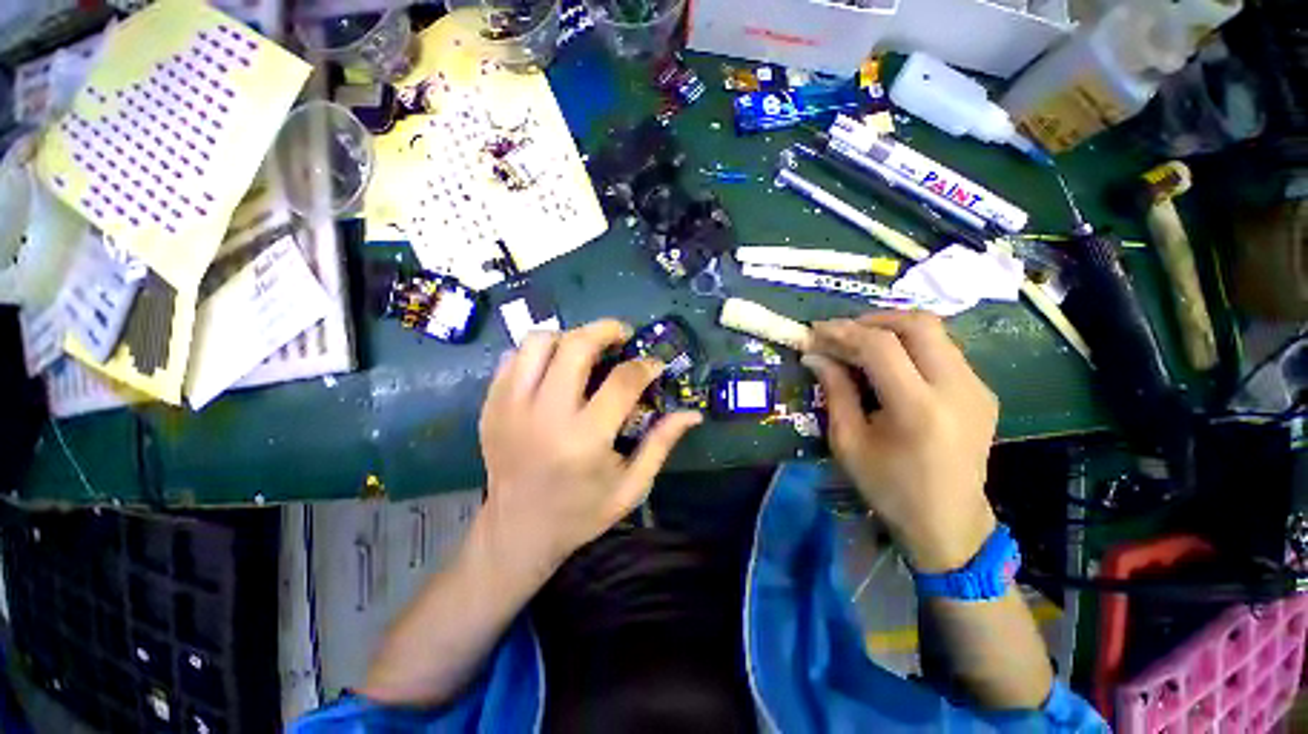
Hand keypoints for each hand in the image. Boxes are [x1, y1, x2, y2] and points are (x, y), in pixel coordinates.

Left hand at [476, 320, 701, 575]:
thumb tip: (692, 413)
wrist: (517, 532)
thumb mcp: (631, 486)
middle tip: (621, 336)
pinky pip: (513, 358)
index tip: (654, 365)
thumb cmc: (581, 513)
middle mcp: (545, 415)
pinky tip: (554, 368)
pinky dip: (538, 353)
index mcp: (585, 439)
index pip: (622, 381)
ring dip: (569, 337)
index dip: (645, 366)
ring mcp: (510, 407)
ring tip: (585, 350)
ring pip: (538, 342)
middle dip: (605, 330)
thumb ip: (661, 444)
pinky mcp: (491, 406)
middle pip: (575, 346)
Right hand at [802, 312, 998, 572]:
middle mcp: (957, 390)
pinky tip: (890, 364)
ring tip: (860, 343)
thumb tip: (815, 355)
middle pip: (919, 324)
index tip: (817, 331)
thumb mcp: (848, 441)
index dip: (844, 332)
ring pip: (936, 333)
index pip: (881, 346)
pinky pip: (944, 351)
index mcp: (919, 409)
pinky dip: (911, 345)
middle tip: (842, 332)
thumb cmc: (889, 487)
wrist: (948, 523)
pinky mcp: (983, 392)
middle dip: (874, 319)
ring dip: (893, 329)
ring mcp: (977, 389)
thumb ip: (834, 391)